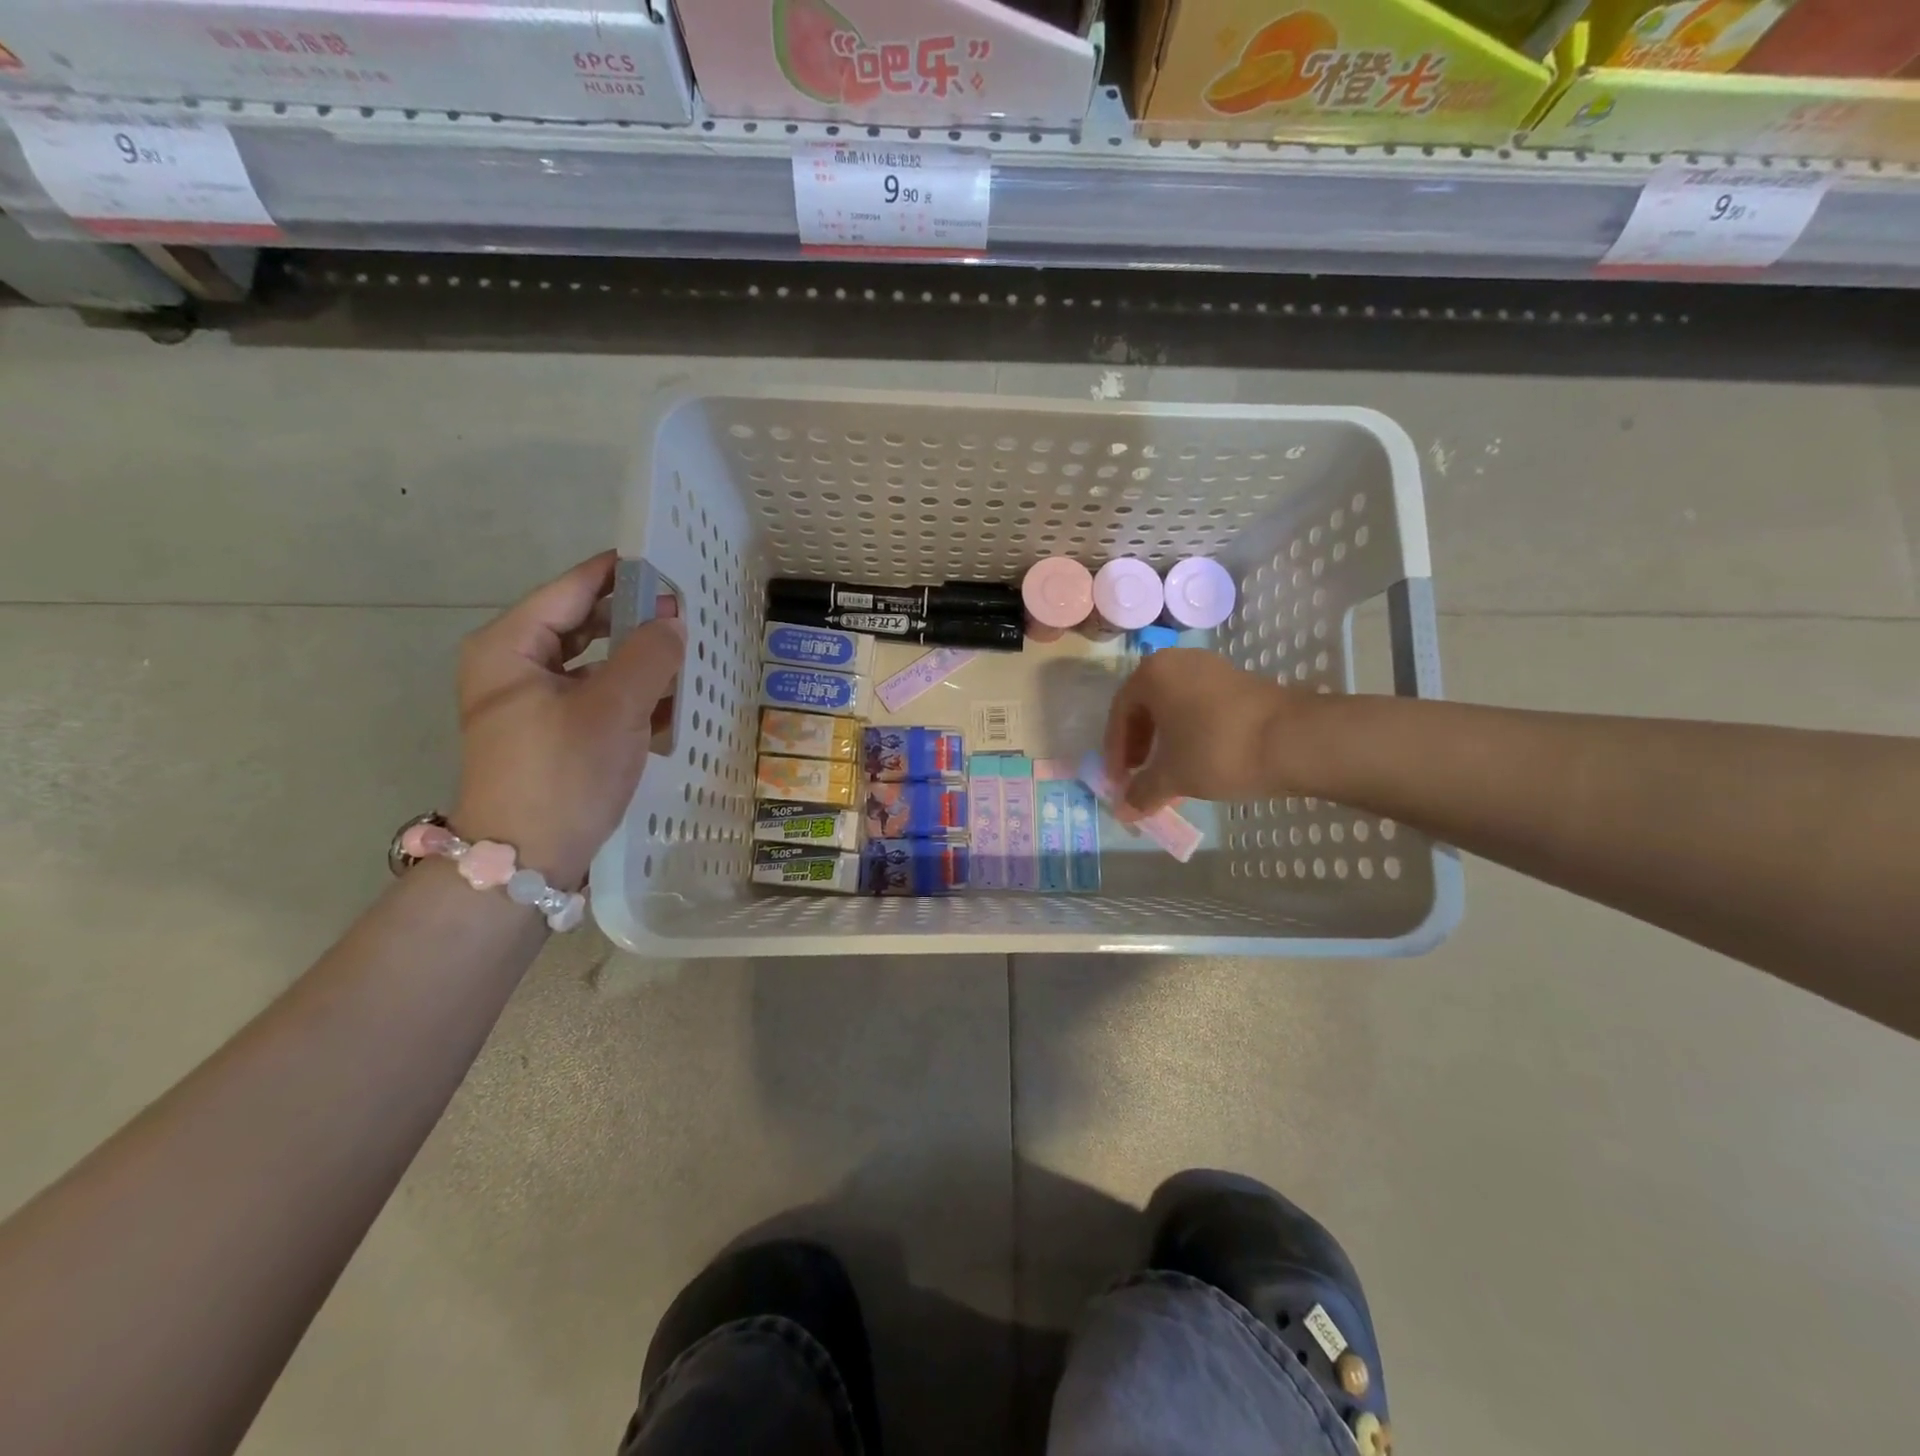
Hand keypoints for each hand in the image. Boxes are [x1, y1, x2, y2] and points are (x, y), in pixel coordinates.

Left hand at [452, 551, 684, 888]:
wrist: (524, 862)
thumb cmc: (562, 774)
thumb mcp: (614, 708)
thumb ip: (650, 655)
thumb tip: (673, 621)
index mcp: (511, 646)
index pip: (572, 589)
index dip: (622, 573)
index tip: (670, 565)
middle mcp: (515, 667)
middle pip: (584, 624)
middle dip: (636, 619)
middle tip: (688, 614)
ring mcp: (532, 704)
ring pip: (595, 664)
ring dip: (640, 660)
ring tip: (689, 655)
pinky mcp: (553, 735)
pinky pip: (598, 698)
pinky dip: (633, 695)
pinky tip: (673, 701)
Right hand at [1102, 648, 1309, 814]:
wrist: (1295, 739)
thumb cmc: (1218, 751)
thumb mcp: (1173, 776)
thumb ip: (1142, 792)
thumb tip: (1123, 812)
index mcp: (1152, 674)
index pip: (1119, 713)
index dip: (1115, 752)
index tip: (1119, 782)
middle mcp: (1178, 662)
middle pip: (1146, 707)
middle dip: (1139, 745)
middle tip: (1139, 776)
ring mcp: (1212, 669)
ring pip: (1175, 707)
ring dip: (1165, 741)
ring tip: (1168, 773)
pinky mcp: (1240, 682)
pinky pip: (1200, 706)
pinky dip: (1190, 733)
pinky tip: (1198, 762)